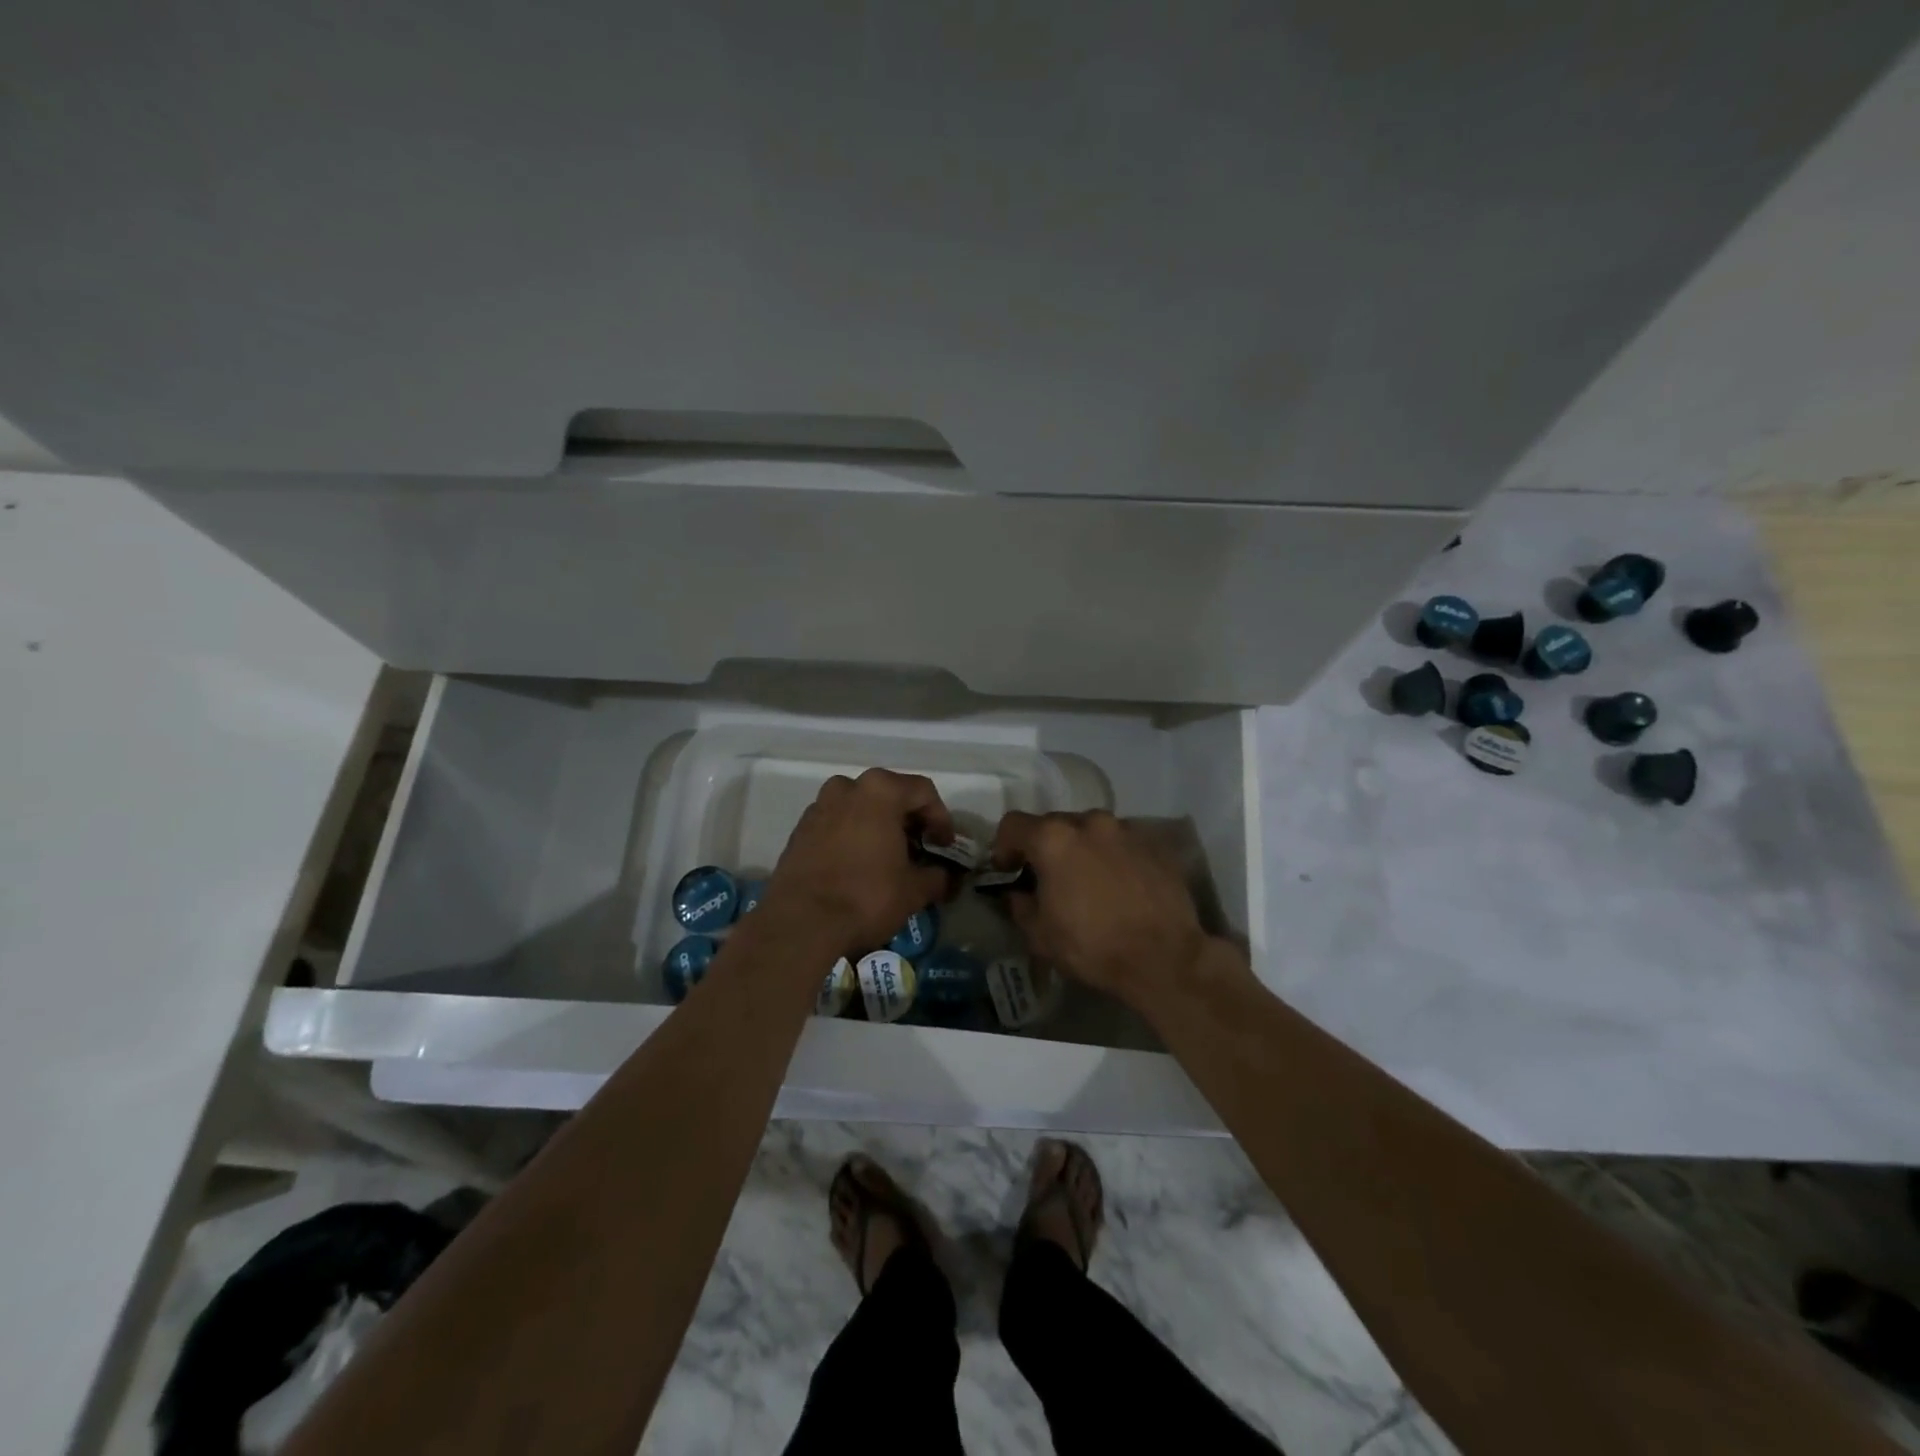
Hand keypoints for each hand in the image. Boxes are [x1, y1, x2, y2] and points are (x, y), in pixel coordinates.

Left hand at [764, 768, 956, 958]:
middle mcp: (847, 788)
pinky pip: (837, 824)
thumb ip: (937, 876)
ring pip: (860, 808)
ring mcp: (819, 807)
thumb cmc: (866, 897)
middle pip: (890, 795)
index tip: (944, 848)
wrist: (800, 923)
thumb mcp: (914, 890)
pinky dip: (853, 837)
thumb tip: (943, 877)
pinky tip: (859, 867)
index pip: (923, 792)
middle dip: (909, 821)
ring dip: (879, 827)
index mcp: (880, 790)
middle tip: (920, 852)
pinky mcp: (799, 830)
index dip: (941, 819)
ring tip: (889, 860)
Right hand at [990, 810, 1209, 1007]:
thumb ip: (1020, 906)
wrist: (1165, 958)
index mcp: (1054, 839)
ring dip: (1082, 849)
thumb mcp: (1040, 936)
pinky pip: (1122, 843)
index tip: (1009, 871)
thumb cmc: (1093, 946)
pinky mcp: (1155, 844)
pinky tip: (1120, 887)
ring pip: (1091, 831)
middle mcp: (1089, 823)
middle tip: (1049, 879)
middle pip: (1054, 824)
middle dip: (1045, 848)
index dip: (1004, 847)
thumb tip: (1018, 894)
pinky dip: (1113, 857)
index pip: (1013, 825)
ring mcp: (1126, 830)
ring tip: (1089, 882)